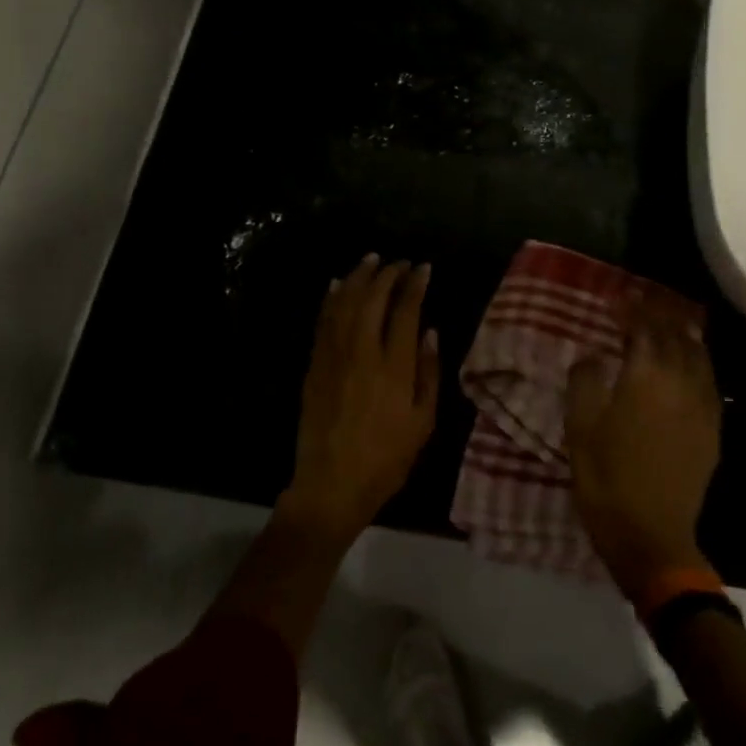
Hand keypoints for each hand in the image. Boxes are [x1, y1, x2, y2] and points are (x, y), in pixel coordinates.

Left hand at [282, 254, 440, 543]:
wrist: (331, 485)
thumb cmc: (386, 459)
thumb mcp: (423, 423)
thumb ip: (429, 373)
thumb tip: (430, 331)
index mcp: (395, 367)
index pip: (406, 311)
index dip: (415, 285)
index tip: (423, 268)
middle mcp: (363, 353)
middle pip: (373, 298)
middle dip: (388, 274)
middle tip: (400, 262)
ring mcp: (334, 356)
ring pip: (344, 303)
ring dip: (358, 277)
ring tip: (371, 260)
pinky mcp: (315, 365)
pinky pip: (322, 321)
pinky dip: (330, 298)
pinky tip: (336, 284)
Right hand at [566, 298, 721, 599]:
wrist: (652, 537)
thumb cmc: (607, 479)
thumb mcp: (580, 427)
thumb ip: (585, 381)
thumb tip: (594, 354)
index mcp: (647, 378)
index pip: (645, 328)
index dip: (632, 309)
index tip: (618, 298)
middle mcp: (681, 383)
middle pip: (677, 335)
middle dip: (660, 314)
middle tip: (644, 302)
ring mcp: (702, 407)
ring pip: (699, 356)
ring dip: (684, 333)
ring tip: (670, 321)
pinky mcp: (712, 430)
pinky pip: (710, 382)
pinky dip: (698, 361)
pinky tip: (690, 363)